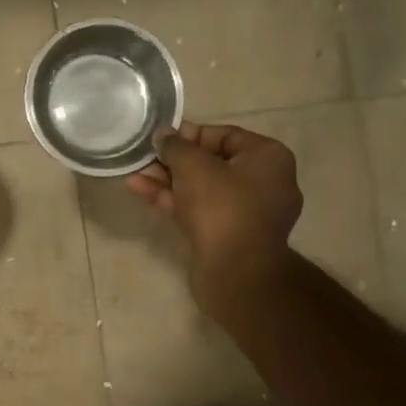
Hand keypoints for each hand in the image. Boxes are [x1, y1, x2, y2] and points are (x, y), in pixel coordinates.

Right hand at [127, 122, 301, 316]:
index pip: (226, 135)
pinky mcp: (233, 237)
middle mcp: (267, 182)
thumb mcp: (192, 166)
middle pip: (213, 163)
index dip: (190, 135)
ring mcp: (250, 213)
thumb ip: (175, 146)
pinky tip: (144, 194)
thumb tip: (163, 135)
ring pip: (205, 190)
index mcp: (269, 157)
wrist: (236, 270)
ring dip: (170, 182)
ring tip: (136, 176)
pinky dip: (177, 202)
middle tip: (147, 159)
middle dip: (175, 162)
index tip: (162, 140)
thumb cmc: (221, 206)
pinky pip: (204, 211)